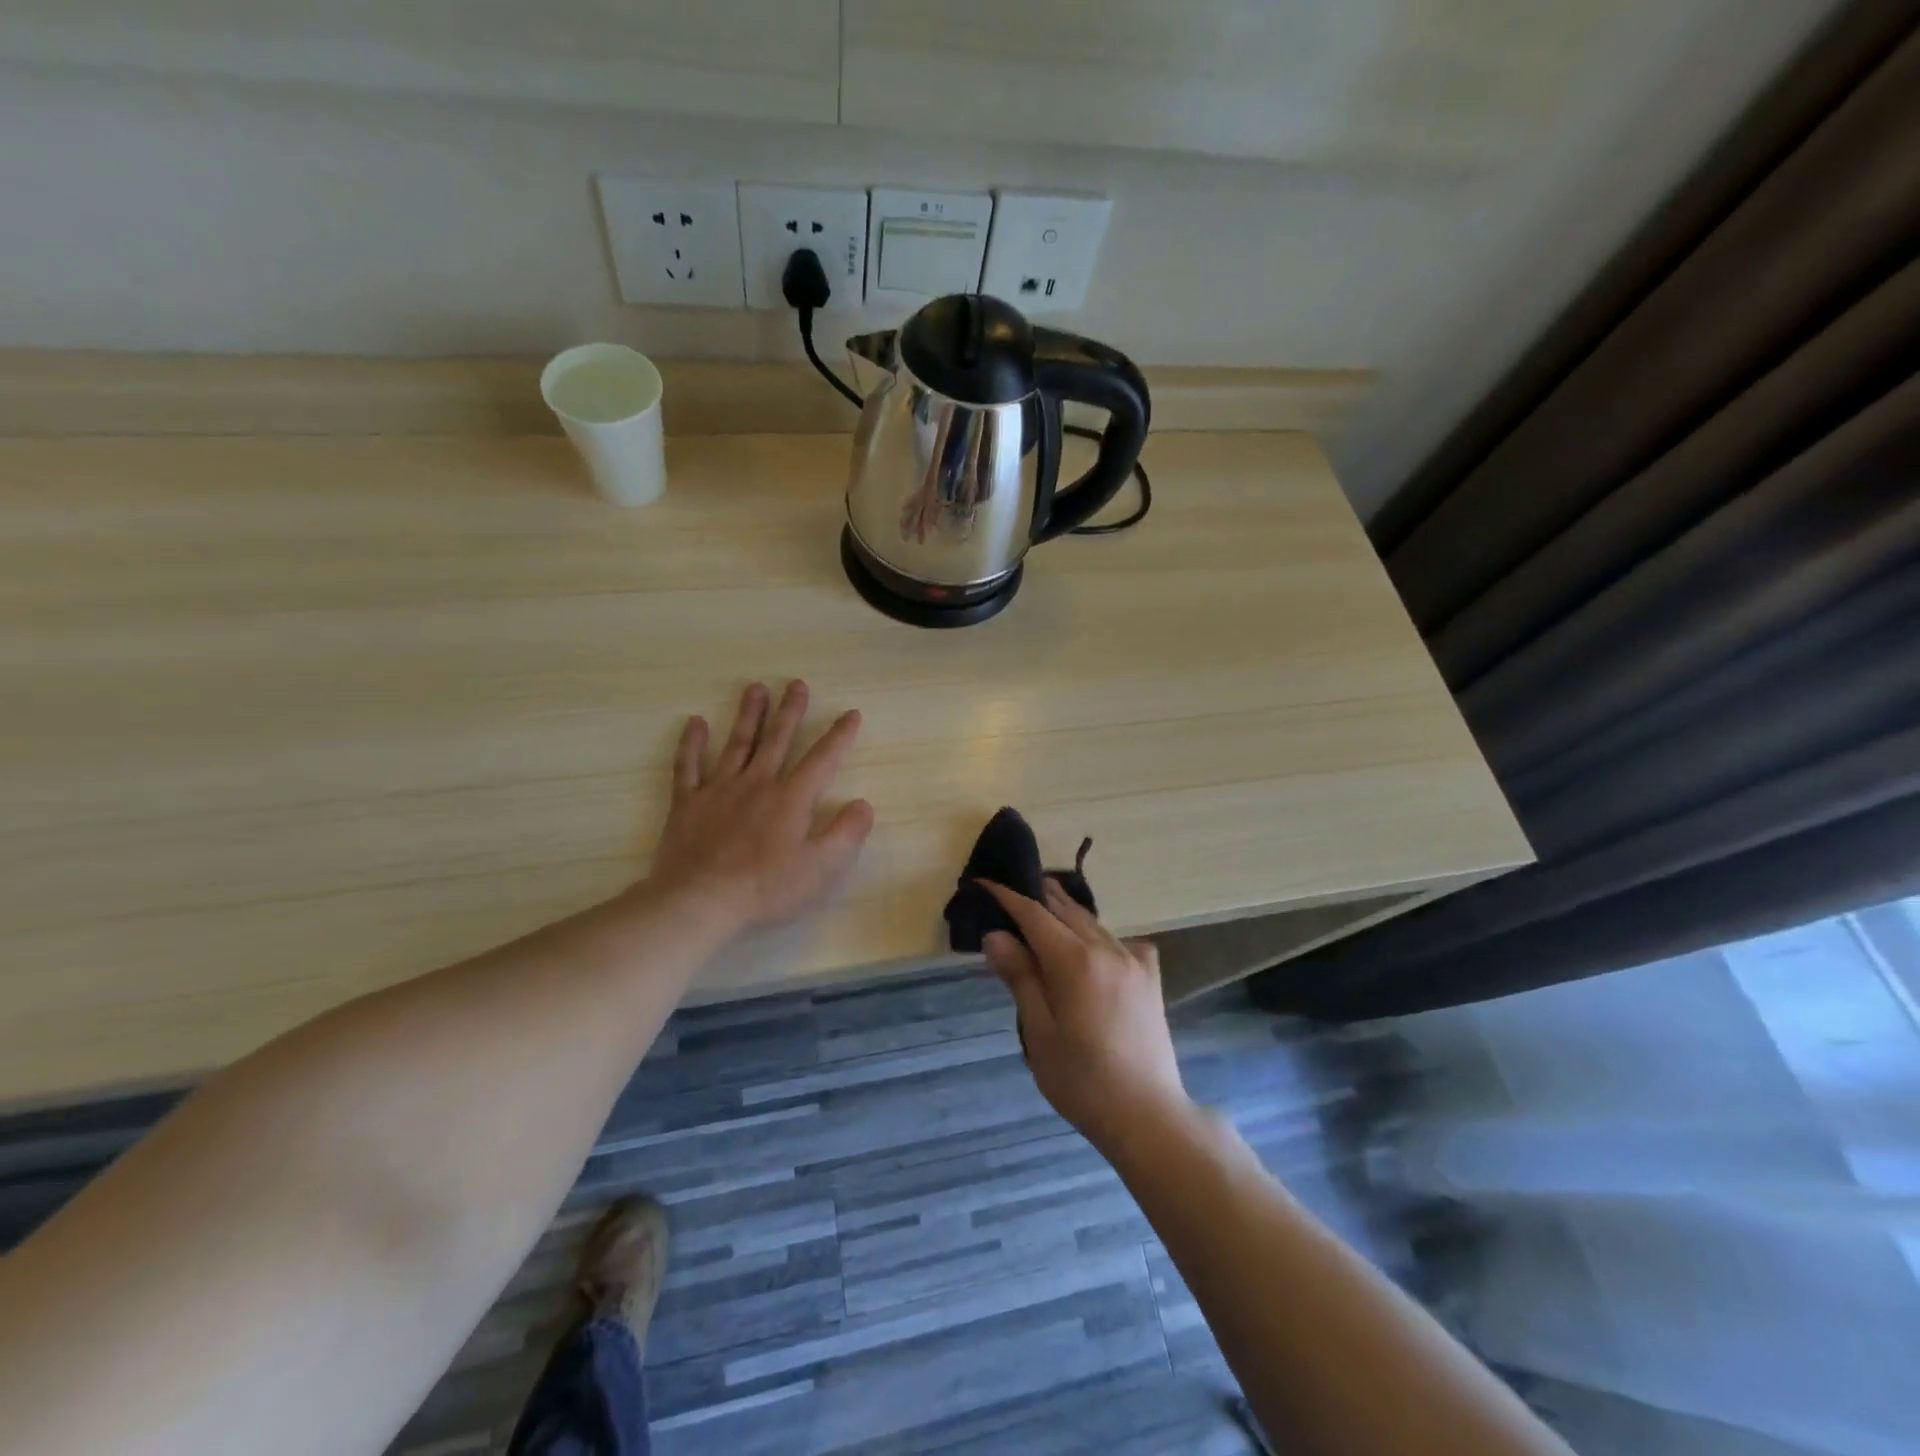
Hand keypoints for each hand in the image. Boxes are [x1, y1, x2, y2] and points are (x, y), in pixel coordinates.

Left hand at [647, 681, 873, 932]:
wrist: (700, 901)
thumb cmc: (766, 888)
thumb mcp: (820, 868)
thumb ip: (846, 833)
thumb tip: (864, 803)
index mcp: (791, 798)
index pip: (822, 759)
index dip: (839, 736)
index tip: (850, 713)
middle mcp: (757, 783)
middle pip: (777, 740)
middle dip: (790, 711)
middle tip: (796, 684)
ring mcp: (719, 790)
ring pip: (737, 743)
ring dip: (748, 715)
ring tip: (755, 688)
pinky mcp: (687, 804)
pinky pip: (688, 767)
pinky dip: (691, 744)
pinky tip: (695, 722)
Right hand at [980, 879, 1190, 1157]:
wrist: (1147, 1115)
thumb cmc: (1082, 1081)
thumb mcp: (1039, 1033)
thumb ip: (1020, 978)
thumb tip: (996, 935)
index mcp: (1074, 962)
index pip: (1034, 915)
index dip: (1008, 897)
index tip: (985, 883)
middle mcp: (1106, 949)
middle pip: (1064, 910)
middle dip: (1036, 897)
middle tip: (1009, 892)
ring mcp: (1133, 960)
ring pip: (1091, 922)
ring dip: (1064, 912)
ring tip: (1041, 908)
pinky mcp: (1150, 976)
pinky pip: (1118, 940)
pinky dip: (1097, 933)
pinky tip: (1090, 947)